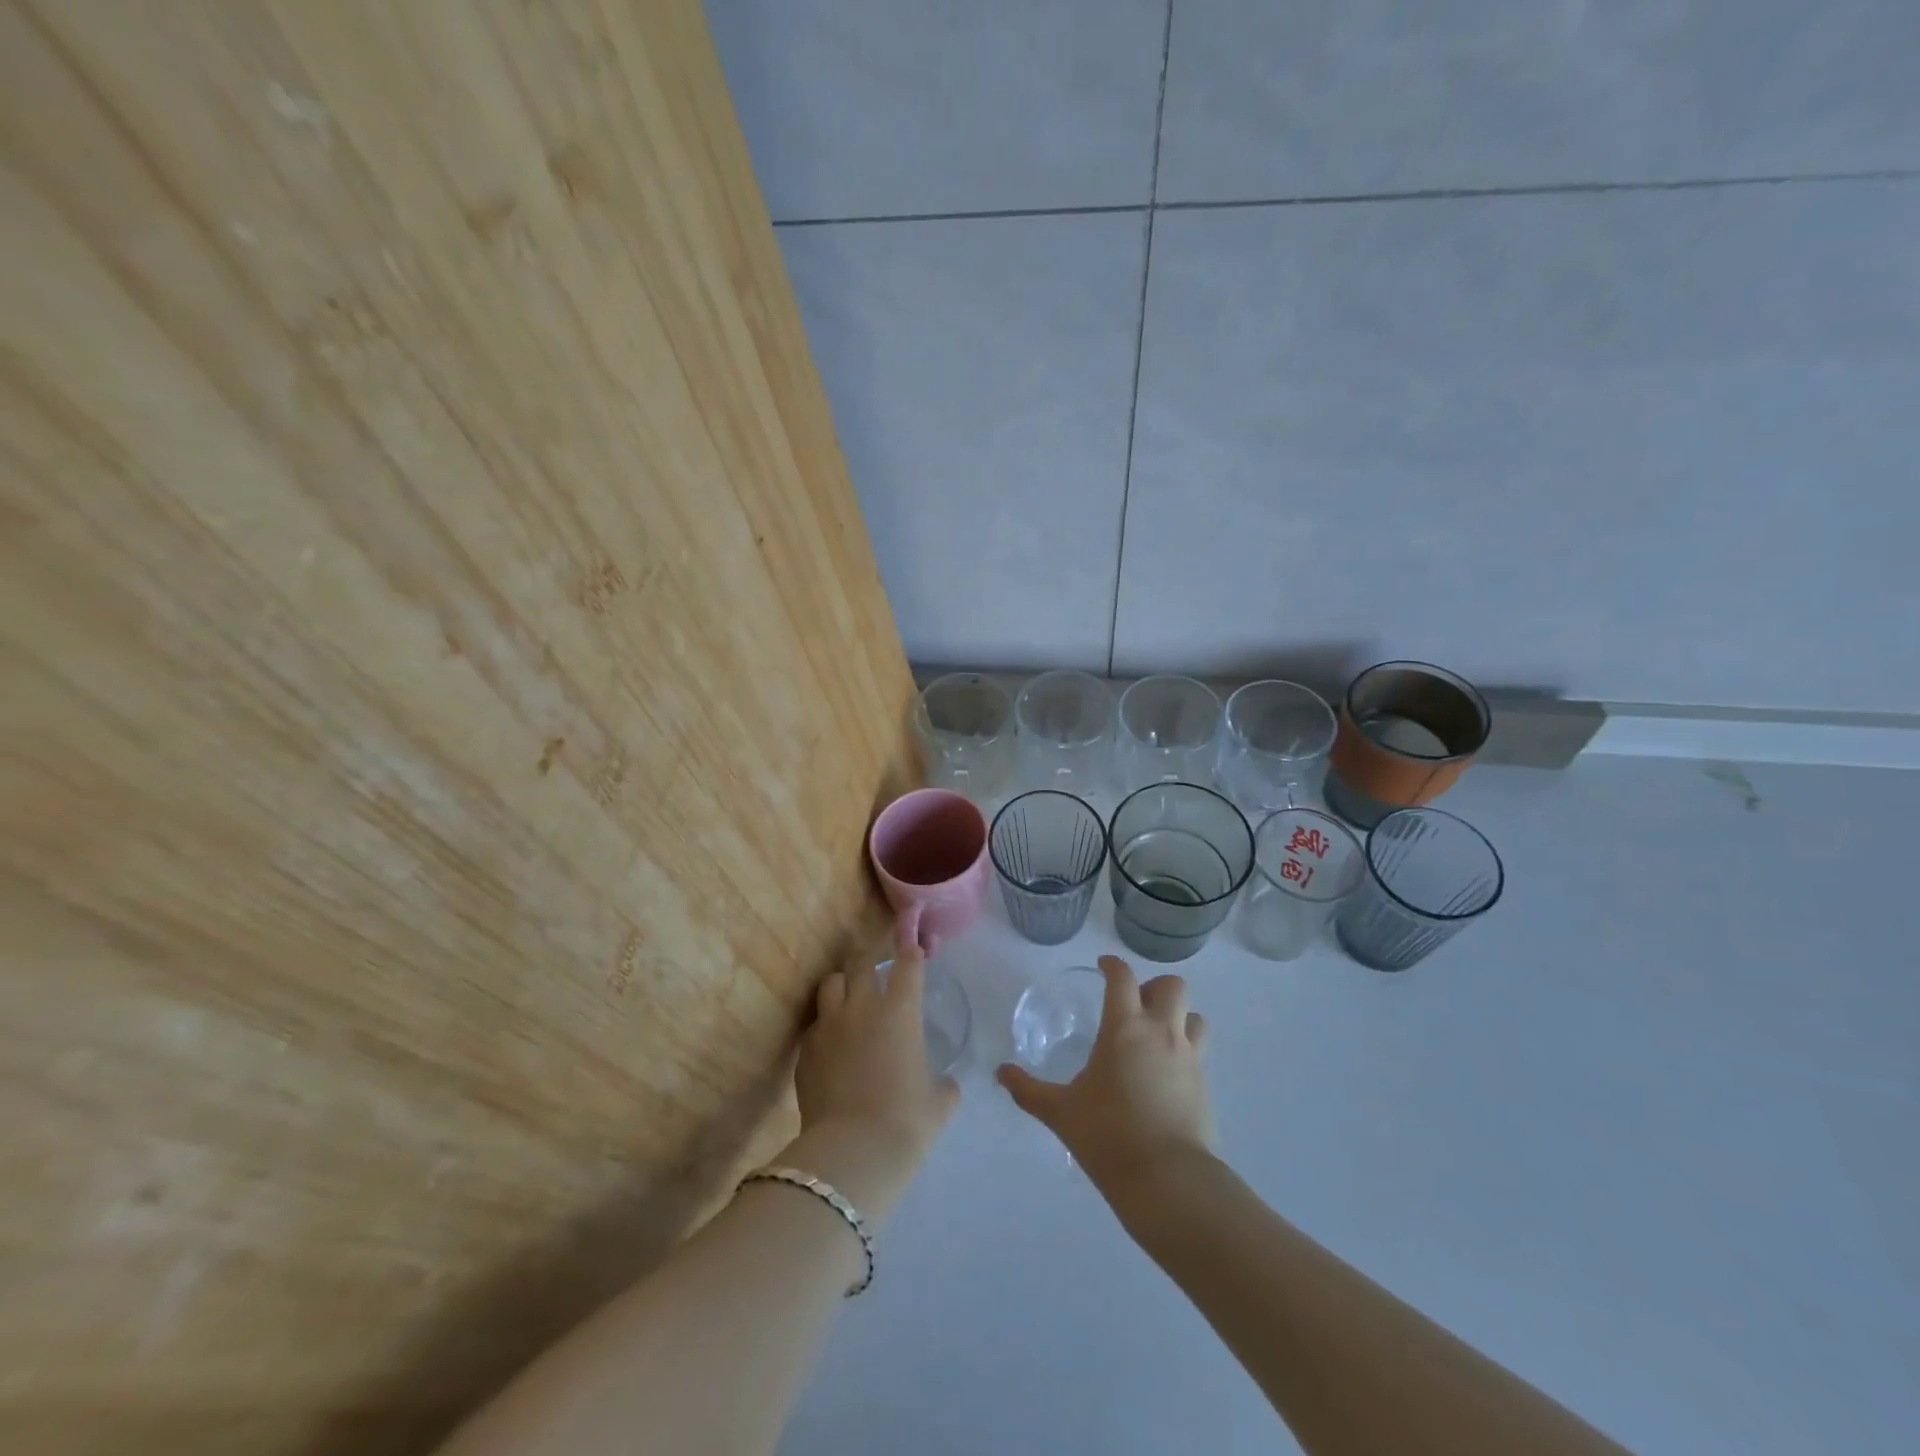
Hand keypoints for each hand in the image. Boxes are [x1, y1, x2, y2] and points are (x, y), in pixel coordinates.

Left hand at [788, 943, 959, 1221]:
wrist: (852, 1152)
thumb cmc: (906, 1123)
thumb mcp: (939, 1104)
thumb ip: (943, 1086)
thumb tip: (945, 1086)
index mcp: (901, 1011)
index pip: (907, 964)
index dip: (911, 948)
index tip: (912, 940)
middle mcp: (863, 1007)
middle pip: (862, 963)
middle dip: (870, 959)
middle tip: (876, 966)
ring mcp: (829, 1025)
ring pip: (831, 983)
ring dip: (842, 984)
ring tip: (848, 995)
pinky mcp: (806, 1050)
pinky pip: (816, 1023)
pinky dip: (825, 1023)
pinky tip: (832, 1040)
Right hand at [997, 954, 1215, 1189]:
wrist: (1167, 1179)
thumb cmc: (1108, 1135)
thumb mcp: (1060, 1112)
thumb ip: (1028, 1090)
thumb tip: (1001, 1073)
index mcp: (1124, 1028)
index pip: (1122, 977)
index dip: (1112, 965)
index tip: (1103, 967)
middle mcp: (1161, 1032)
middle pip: (1172, 986)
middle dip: (1153, 987)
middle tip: (1133, 1007)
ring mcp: (1189, 1057)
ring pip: (1194, 1015)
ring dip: (1177, 1016)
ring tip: (1156, 1036)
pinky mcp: (1205, 1085)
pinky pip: (1199, 1051)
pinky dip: (1185, 1050)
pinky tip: (1165, 1074)